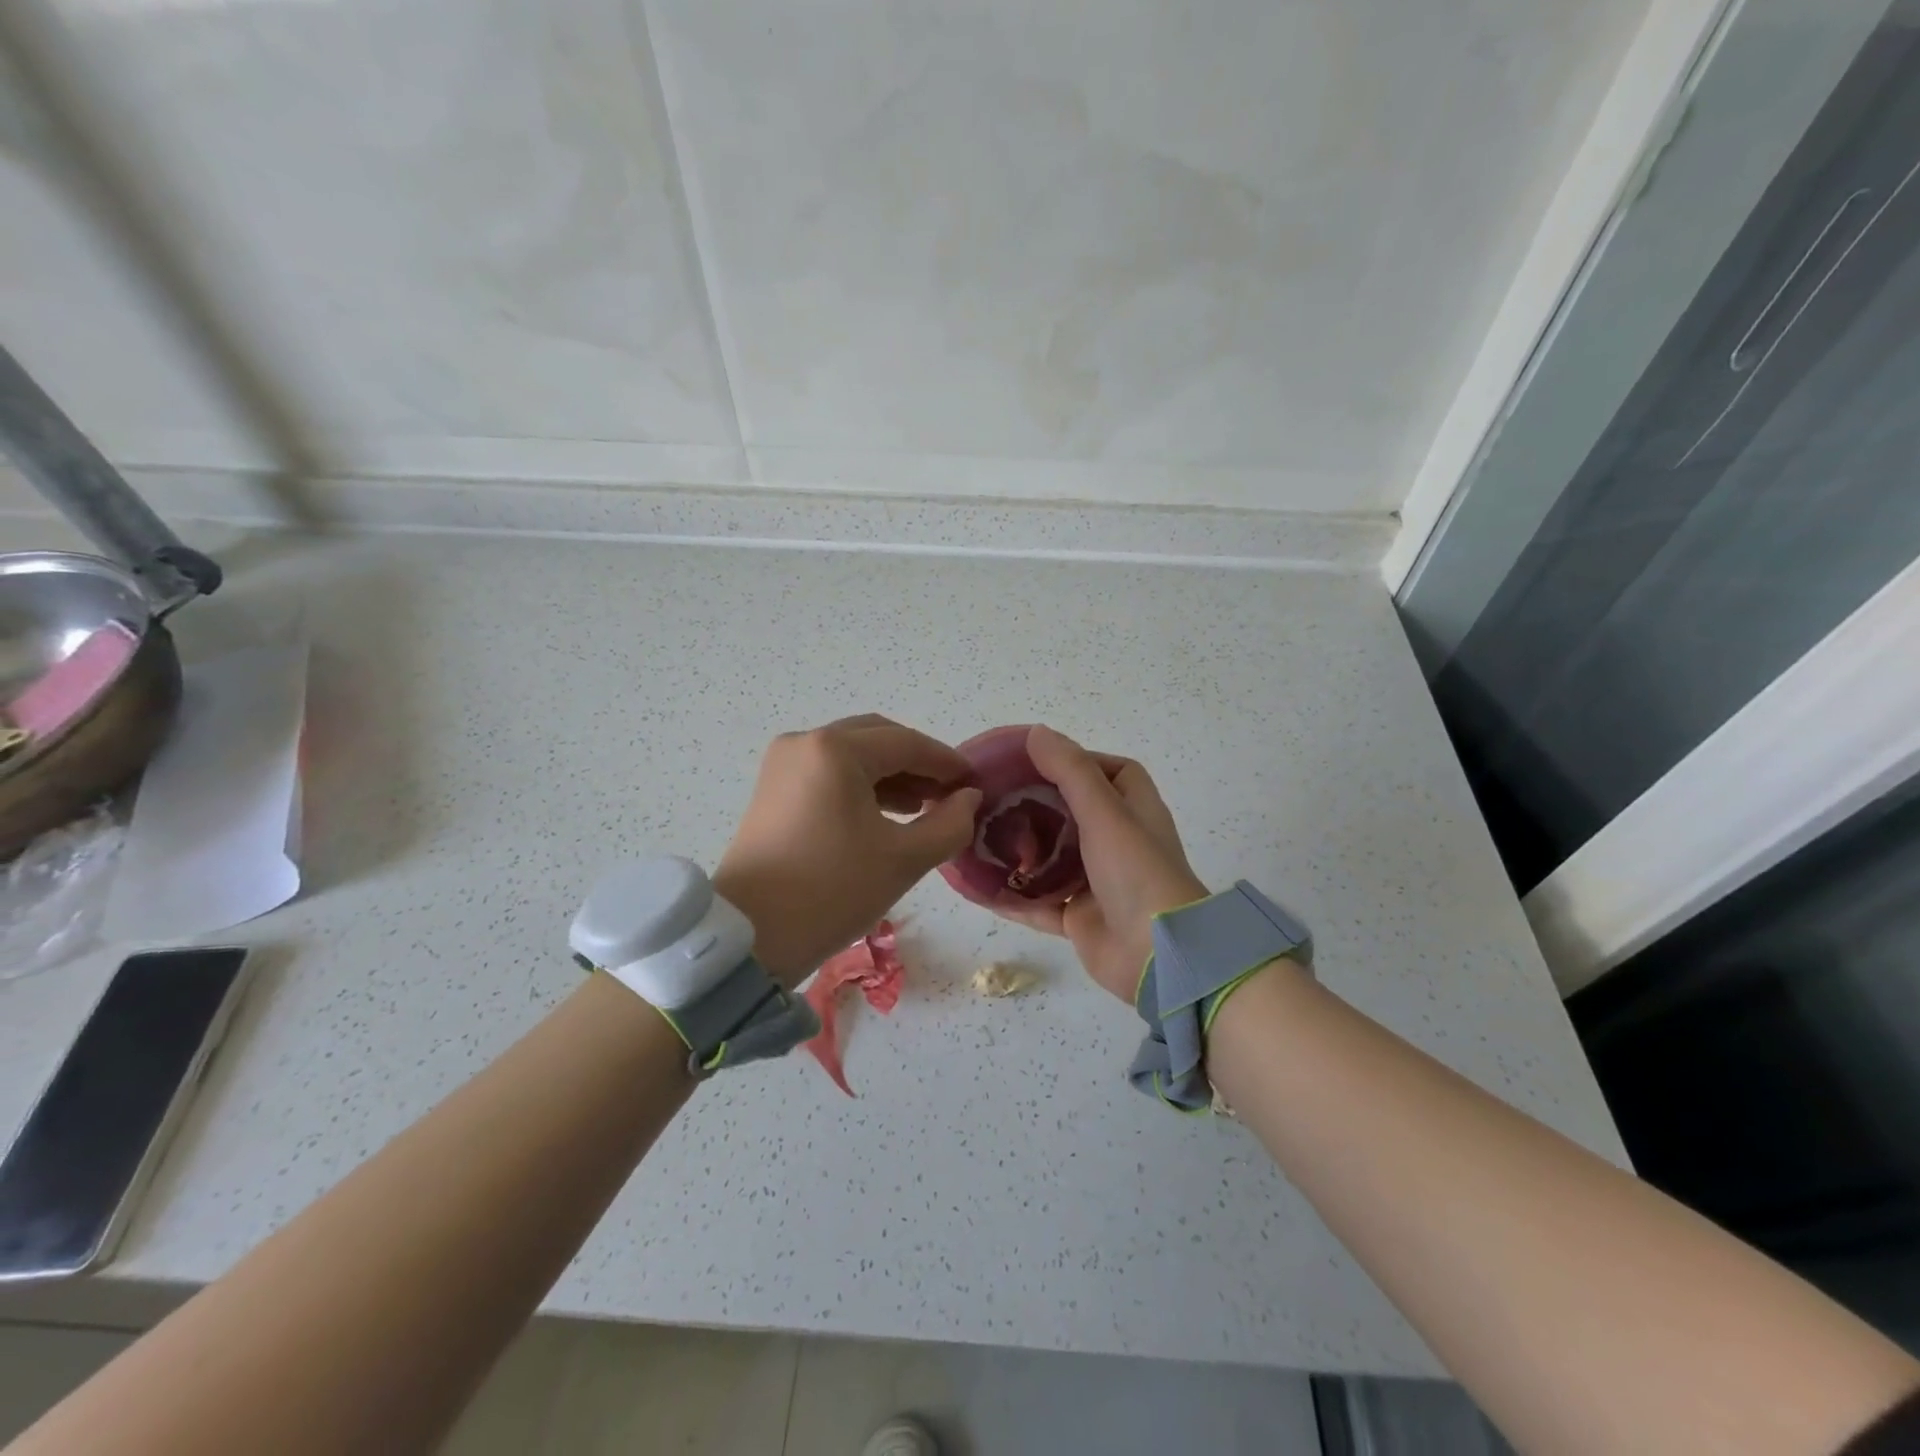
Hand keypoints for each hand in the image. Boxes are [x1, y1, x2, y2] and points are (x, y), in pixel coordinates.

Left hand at [714, 715, 981, 985]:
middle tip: (949, 793)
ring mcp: (783, 765)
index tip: (976, 782)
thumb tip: (969, 798)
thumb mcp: (903, 859)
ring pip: (852, 755)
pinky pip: (828, 773)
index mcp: (835, 750)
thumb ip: (949, 823)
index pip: (906, 743)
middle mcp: (804, 743)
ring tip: (924, 806)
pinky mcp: (773, 789)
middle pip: (876, 739)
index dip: (946, 761)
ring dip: (891, 774)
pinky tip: (887, 814)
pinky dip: (861, 786)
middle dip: (917, 763)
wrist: (750, 936)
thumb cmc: (832, 890)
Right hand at [994, 726, 1208, 1001]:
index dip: (1078, 761)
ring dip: (1023, 849)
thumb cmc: (1136, 872)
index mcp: (1134, 811)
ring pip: (1053, 858)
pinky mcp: (1081, 918)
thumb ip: (1070, 771)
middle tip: (994, 793)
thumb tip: (1036, 732)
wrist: (1158, 956)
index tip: (1036, 758)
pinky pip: (1040, 902)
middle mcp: (1118, 842)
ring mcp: (1099, 882)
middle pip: (1073, 813)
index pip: (1109, 772)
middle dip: (1037, 803)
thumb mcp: (1104, 812)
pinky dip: (1014, 895)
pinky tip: (979, 886)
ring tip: (979, 832)